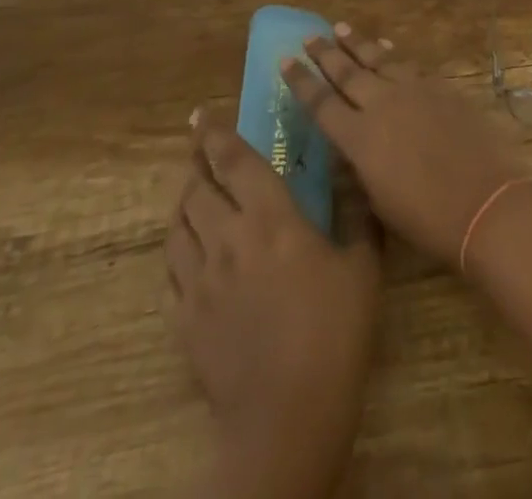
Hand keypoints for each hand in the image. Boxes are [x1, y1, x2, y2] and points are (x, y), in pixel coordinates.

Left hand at [166, 113, 380, 497]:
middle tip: (198, 145)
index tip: (201, 114)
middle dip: (196, 160)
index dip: (216, 134)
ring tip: (193, 188)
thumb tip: (352, 169)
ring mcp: (199, 280)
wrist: (287, 417)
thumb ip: (355, 211)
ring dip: (184, 199)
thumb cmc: (334, 332)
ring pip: (179, 223)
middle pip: (198, 187)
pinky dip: (175, 246)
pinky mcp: (184, 318)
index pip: (235, 161)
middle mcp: (227, 238)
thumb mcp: (362, 266)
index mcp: (270, 218)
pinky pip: (169, 269)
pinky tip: (186, 246)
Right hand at [282, 28, 528, 267]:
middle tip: (309, 36)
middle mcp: (382, 105)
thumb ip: (360, 167)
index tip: (285, 60)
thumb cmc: (427, 219)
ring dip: (358, 44)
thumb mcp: (378, 201)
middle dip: (324, 53)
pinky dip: (393, 55)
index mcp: (359, 138)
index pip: (321, 103)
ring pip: (378, 59)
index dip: (301, 82)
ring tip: (340, 28)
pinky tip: (387, 48)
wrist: (485, 201)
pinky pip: (409, 65)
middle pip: (346, 72)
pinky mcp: (441, 88)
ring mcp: (414, 91)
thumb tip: (350, 146)